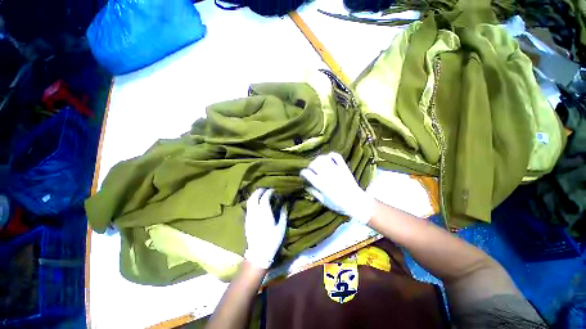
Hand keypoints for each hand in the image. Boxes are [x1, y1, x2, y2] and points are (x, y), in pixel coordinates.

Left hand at [243, 188, 287, 268]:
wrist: (258, 253)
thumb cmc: (272, 241)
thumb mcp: (281, 228)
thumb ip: (282, 215)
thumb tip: (284, 205)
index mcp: (265, 214)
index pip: (264, 198)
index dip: (268, 192)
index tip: (273, 190)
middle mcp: (255, 214)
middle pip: (254, 198)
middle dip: (259, 191)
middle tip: (264, 189)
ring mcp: (249, 217)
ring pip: (249, 202)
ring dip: (254, 195)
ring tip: (260, 193)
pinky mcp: (246, 221)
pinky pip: (248, 207)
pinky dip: (251, 202)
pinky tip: (256, 202)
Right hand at [300, 152, 373, 223]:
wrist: (356, 202)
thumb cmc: (338, 204)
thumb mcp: (323, 201)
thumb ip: (314, 192)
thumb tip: (306, 186)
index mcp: (320, 184)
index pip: (307, 173)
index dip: (303, 173)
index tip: (304, 175)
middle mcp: (327, 175)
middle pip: (314, 164)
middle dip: (310, 166)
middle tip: (312, 170)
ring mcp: (336, 170)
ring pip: (323, 158)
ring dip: (319, 160)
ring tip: (319, 164)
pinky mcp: (343, 167)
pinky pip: (336, 156)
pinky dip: (331, 155)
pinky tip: (329, 158)